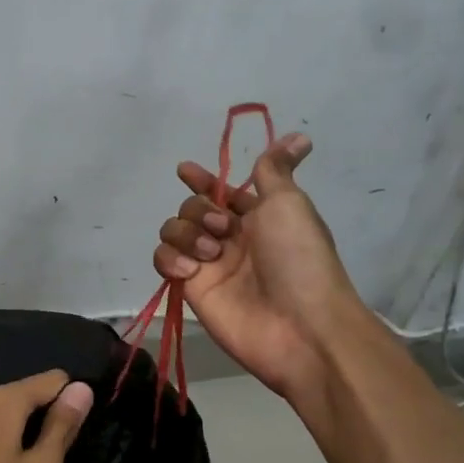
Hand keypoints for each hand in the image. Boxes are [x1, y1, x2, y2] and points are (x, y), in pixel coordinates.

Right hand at [152, 132, 364, 402]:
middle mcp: (231, 239)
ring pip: (173, 232)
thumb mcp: (289, 203)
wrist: (299, 325)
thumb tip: (298, 137)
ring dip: (186, 233)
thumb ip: (275, 169)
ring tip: (210, 254)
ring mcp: (209, 266)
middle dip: (200, 210)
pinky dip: (171, 260)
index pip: (221, 191)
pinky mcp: (191, 290)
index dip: (203, 180)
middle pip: (192, 208)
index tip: (186, 171)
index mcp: (258, 216)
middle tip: (223, 229)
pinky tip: (190, 271)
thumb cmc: (299, 258)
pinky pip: (164, 261)